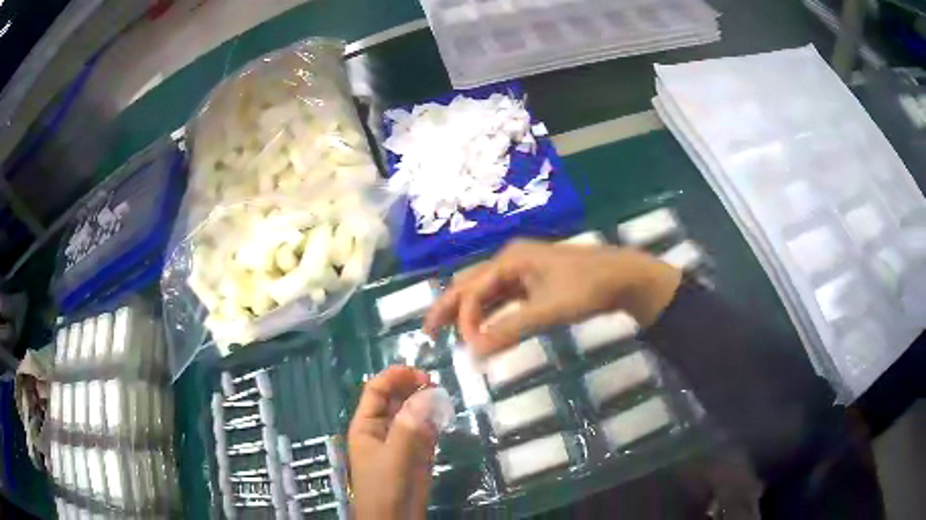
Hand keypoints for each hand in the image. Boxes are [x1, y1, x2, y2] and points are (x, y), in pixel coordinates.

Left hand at [348, 366, 437, 519]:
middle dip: (413, 388)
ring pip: (413, 413)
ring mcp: (401, 441)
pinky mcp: (417, 453)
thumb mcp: (394, 456)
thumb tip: (427, 394)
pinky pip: (425, 430)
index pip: (377, 390)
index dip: (395, 377)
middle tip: (437, 384)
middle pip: (396, 399)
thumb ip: (410, 426)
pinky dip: (434, 422)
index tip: (421, 374)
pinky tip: (444, 417)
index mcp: (367, 425)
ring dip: (426, 404)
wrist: (395, 518)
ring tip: (443, 398)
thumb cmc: (385, 487)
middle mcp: (382, 428)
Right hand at [423, 239, 680, 354]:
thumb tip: (475, 352)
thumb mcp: (547, 310)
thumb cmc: (586, 288)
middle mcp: (510, 260)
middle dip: (450, 307)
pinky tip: (484, 328)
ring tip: (450, 332)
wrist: (622, 277)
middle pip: (470, 284)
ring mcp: (522, 270)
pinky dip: (491, 314)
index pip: (474, 290)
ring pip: (486, 291)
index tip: (468, 348)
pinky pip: (503, 298)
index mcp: (510, 259)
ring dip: (469, 312)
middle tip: (429, 331)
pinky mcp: (533, 282)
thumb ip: (510, 330)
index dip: (465, 319)